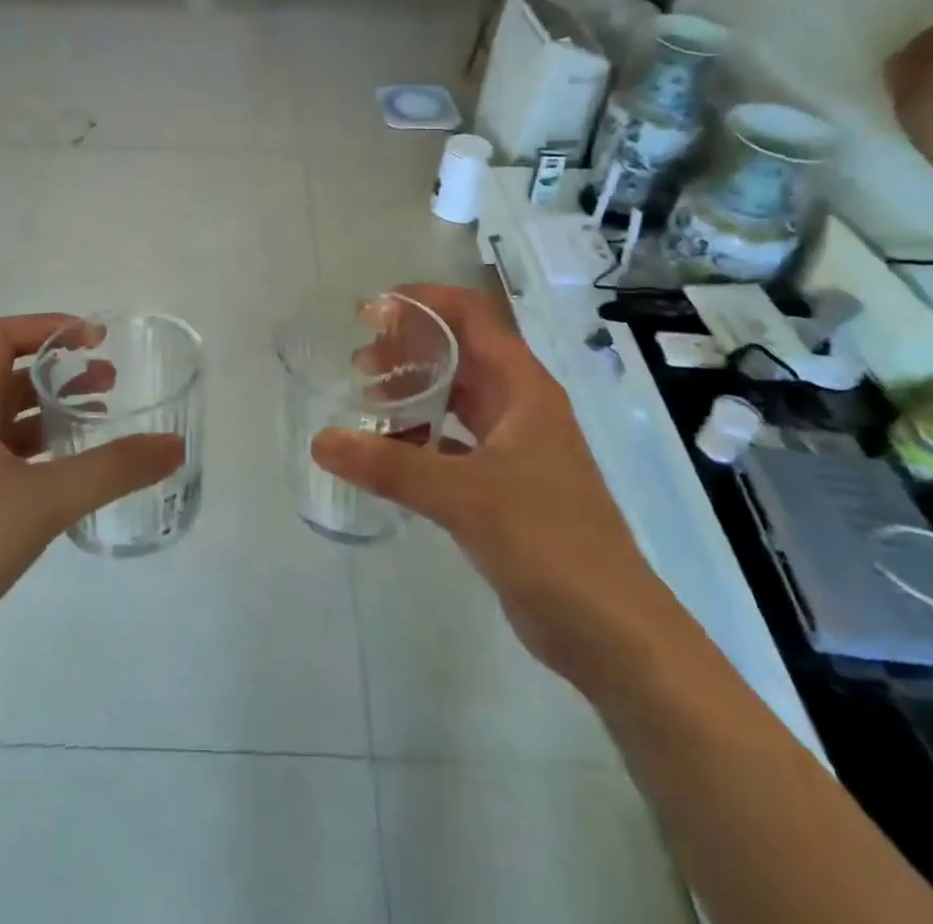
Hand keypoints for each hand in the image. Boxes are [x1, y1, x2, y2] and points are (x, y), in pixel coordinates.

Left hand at [0, 315, 183, 711]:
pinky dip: (44, 460)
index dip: (49, 327)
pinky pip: (9, 468)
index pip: (2, 338)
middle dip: (61, 374)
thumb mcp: (44, 499)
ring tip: (102, 423)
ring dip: (54, 416)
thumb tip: (174, 446)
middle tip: (112, 383)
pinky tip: (76, 482)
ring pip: (10, 426)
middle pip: (9, 380)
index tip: (97, 340)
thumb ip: (113, 469)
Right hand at [312, 285, 675, 686]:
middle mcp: (520, 406)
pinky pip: (453, 442)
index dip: (424, 302)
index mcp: (523, 387)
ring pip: (456, 399)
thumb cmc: (548, 541)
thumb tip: (322, 441)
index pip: (471, 316)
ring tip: (365, 402)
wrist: (610, 630)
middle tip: (358, 365)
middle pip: (459, 353)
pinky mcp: (504, 485)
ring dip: (413, 392)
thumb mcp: (464, 495)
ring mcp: (515, 447)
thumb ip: (391, 466)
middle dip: (409, 349)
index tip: (373, 311)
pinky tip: (387, 453)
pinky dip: (420, 437)